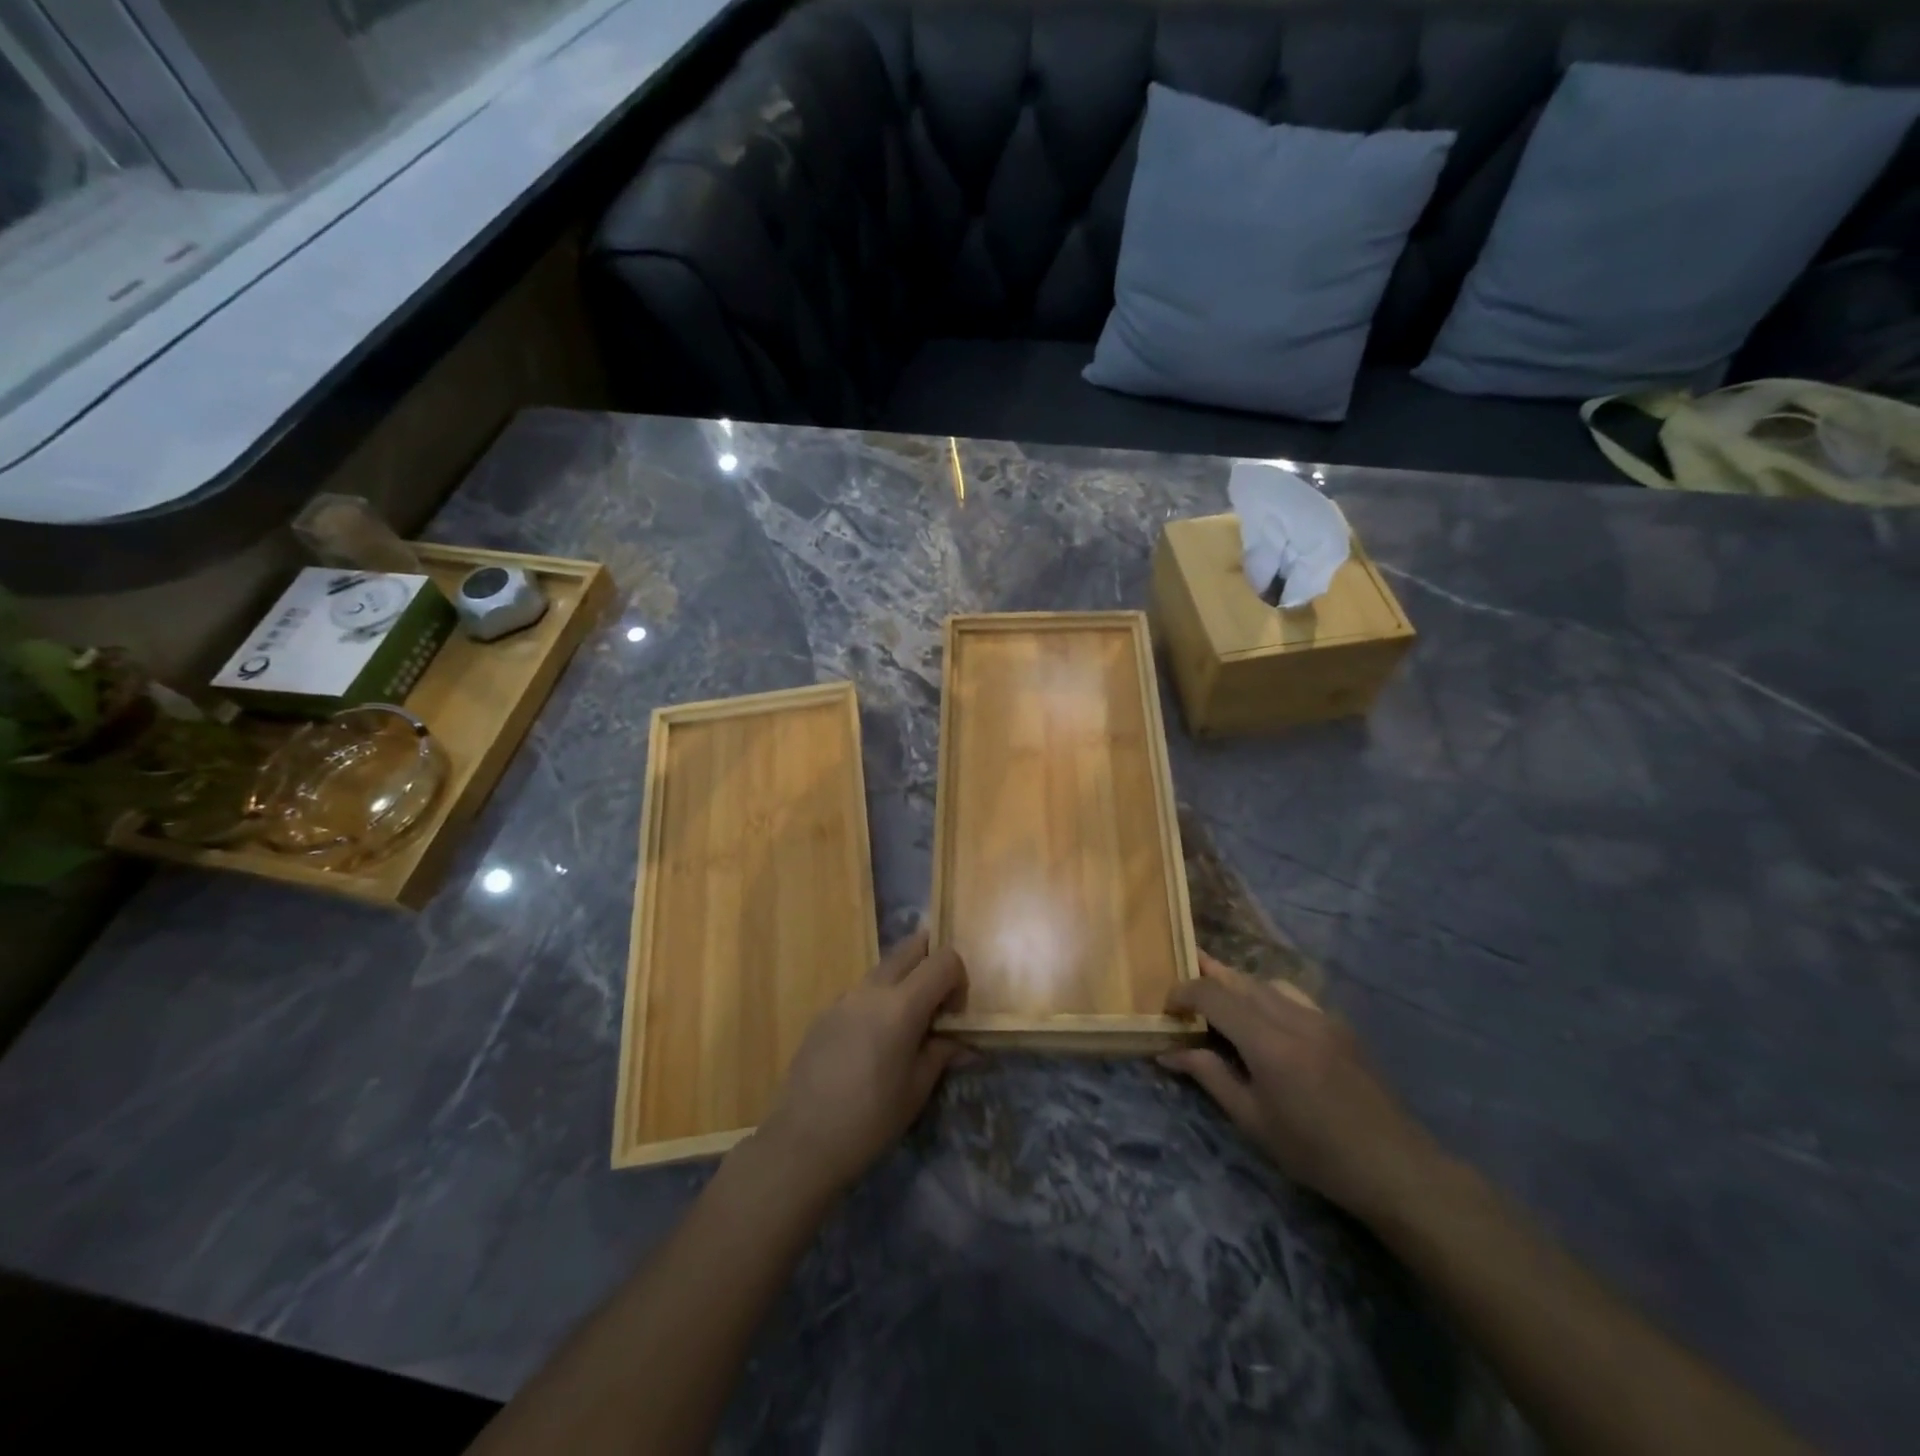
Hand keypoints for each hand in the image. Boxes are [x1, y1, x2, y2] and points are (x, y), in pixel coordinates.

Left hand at [756, 929, 969, 1197]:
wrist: (802, 1141)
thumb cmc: (870, 1120)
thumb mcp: (916, 1090)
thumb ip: (942, 1053)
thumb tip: (965, 1044)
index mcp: (901, 1005)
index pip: (943, 960)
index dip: (958, 979)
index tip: (955, 1014)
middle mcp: (872, 989)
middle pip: (911, 947)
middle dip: (932, 964)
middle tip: (938, 1005)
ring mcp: (844, 998)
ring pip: (884, 968)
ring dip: (904, 983)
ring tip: (906, 1030)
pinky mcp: (825, 1012)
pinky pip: (862, 992)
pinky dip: (879, 1001)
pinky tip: (873, 1045)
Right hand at [1161, 953, 1441, 1223]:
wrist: (1395, 1167)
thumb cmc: (1316, 1153)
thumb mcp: (1253, 1121)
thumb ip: (1210, 1076)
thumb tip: (1168, 1051)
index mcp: (1269, 1043)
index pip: (1214, 995)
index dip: (1183, 992)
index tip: (1167, 1008)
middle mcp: (1294, 1017)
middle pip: (1240, 980)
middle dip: (1207, 976)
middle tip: (1181, 983)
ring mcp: (1321, 1017)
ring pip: (1266, 982)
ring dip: (1237, 984)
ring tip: (1217, 997)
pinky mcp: (1338, 1024)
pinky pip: (1292, 995)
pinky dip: (1266, 995)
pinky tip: (1263, 1018)